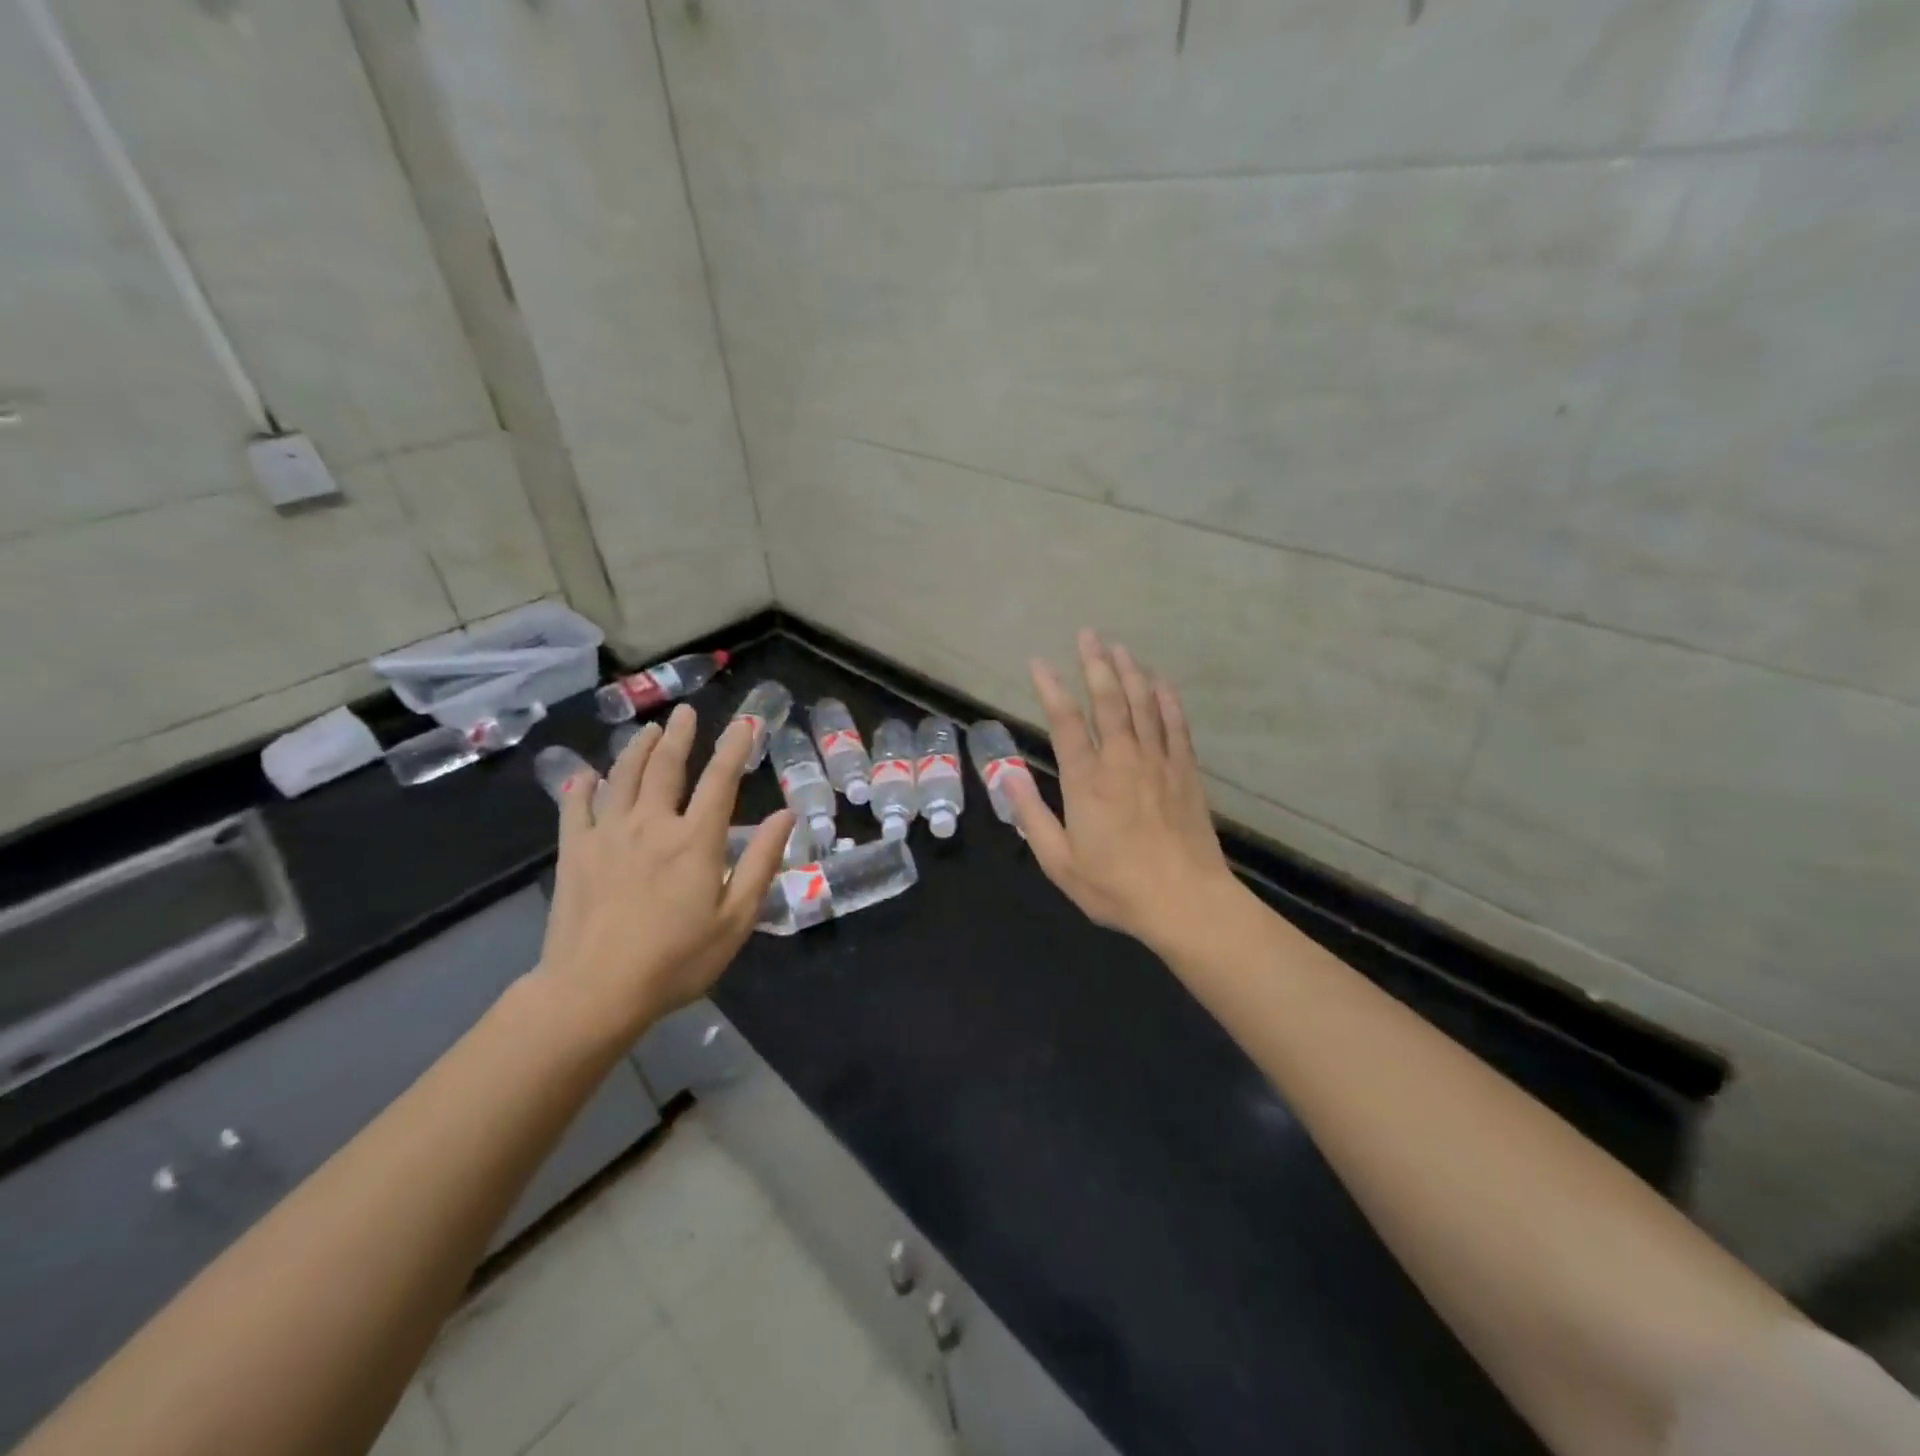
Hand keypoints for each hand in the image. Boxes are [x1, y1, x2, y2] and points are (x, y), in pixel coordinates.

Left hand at [533, 704, 792, 1044]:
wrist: (594, 990)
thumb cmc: (676, 960)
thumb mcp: (735, 919)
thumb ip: (761, 862)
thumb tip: (785, 815)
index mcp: (695, 840)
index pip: (720, 780)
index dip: (735, 747)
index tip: (745, 723)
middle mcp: (652, 824)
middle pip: (666, 767)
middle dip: (680, 736)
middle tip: (685, 713)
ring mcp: (607, 835)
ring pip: (623, 778)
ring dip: (637, 750)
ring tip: (648, 731)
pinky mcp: (574, 853)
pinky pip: (575, 809)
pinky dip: (581, 788)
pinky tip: (585, 775)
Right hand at [1004, 630, 1238, 949]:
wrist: (1186, 902)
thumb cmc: (1116, 887)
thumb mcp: (1059, 861)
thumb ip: (1031, 815)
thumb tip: (1005, 774)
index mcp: (1087, 782)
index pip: (1065, 723)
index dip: (1051, 689)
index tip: (1039, 663)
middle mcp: (1122, 761)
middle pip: (1108, 701)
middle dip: (1096, 665)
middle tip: (1088, 635)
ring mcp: (1158, 763)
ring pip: (1144, 706)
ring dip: (1131, 673)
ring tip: (1120, 648)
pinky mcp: (1185, 773)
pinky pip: (1176, 726)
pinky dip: (1167, 701)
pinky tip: (1161, 683)